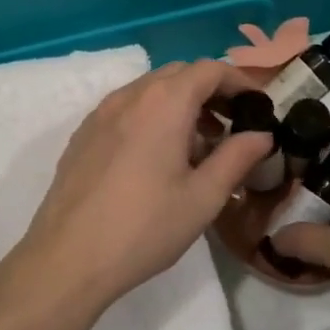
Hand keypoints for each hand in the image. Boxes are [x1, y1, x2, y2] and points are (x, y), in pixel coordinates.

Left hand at [0, 60, 272, 329]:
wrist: (67, 259)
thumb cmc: (144, 228)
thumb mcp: (203, 197)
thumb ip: (237, 158)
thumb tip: (261, 135)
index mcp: (164, 103)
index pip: (209, 69)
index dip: (238, 81)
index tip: (257, 106)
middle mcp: (130, 96)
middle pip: (179, 74)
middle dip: (210, 91)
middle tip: (232, 125)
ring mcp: (101, 113)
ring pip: (150, 90)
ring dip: (181, 104)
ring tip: (199, 146)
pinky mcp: (83, 135)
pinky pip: (126, 109)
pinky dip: (152, 117)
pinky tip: (158, 158)